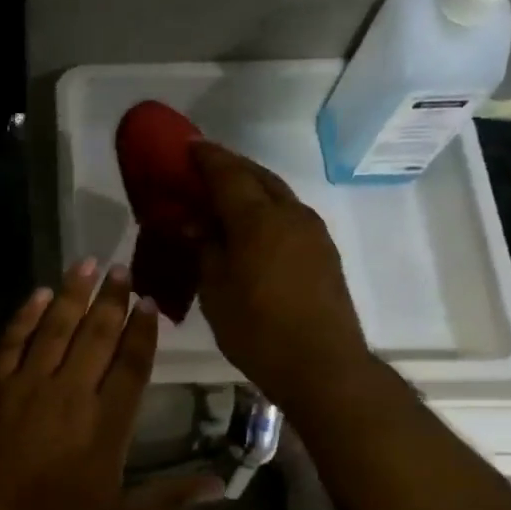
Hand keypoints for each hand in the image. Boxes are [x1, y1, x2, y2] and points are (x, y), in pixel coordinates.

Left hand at [0, 260, 223, 509]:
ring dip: (73, 293)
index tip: (149, 301)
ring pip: (56, 327)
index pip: (132, 364)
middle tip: (122, 268)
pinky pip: (12, 340)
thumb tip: (221, 486)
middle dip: (112, 299)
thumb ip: (171, 497)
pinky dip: (25, 315)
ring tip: (87, 263)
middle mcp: (72, 391)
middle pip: (97, 335)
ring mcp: (29, 383)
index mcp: (107, 422)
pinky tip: (37, 293)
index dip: (143, 330)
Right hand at [188, 141, 370, 393]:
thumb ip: (205, 248)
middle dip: (230, 166)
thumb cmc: (256, 328)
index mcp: (258, 219)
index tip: (187, 146)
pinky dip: (266, 209)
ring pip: (277, 194)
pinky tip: (251, 226)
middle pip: (258, 176)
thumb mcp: (215, 289)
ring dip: (251, 187)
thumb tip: (196, 223)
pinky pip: (288, 215)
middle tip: (203, 166)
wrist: (320, 363)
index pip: (228, 174)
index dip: (206, 158)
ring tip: (224, 196)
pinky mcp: (323, 252)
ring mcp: (312, 232)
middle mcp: (290, 214)